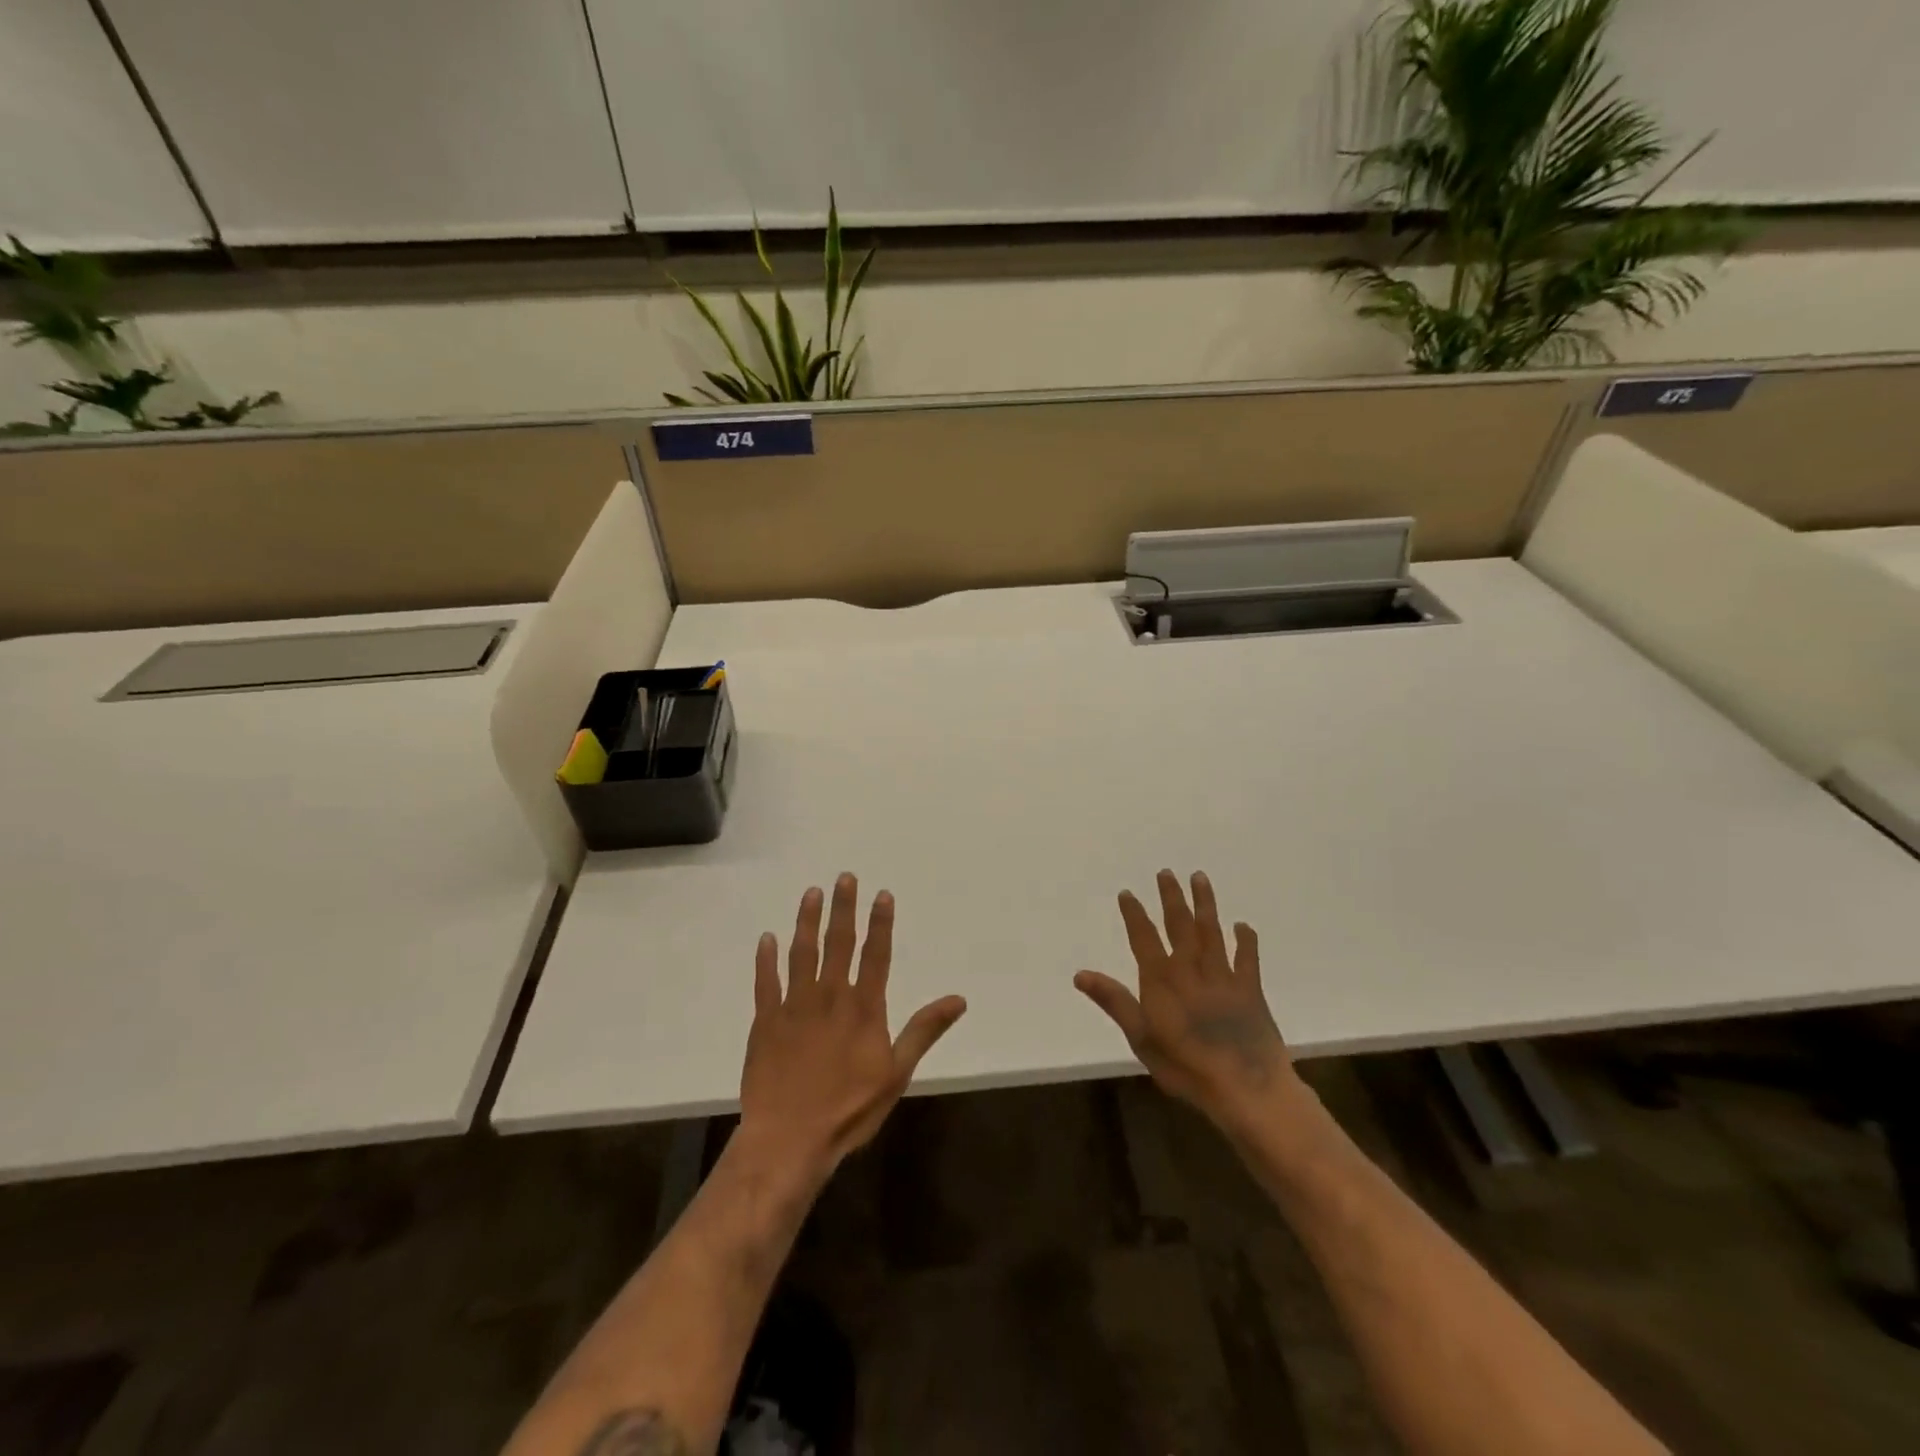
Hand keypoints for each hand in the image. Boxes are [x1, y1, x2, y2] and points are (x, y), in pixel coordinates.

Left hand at [738, 874, 966, 1187]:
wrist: (790, 1139)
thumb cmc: (849, 1109)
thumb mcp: (897, 1073)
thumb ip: (924, 1030)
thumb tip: (958, 999)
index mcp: (863, 1008)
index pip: (875, 954)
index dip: (880, 923)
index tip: (881, 894)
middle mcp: (829, 996)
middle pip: (838, 943)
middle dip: (843, 909)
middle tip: (844, 878)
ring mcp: (794, 1006)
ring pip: (801, 953)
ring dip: (806, 921)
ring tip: (811, 893)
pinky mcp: (765, 1021)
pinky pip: (765, 982)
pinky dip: (766, 959)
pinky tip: (767, 938)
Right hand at [1075, 869, 1298, 1127]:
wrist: (1246, 1087)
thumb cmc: (1186, 1067)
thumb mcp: (1140, 1038)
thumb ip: (1114, 1001)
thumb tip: (1080, 974)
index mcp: (1162, 980)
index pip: (1144, 938)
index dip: (1135, 914)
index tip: (1127, 892)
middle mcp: (1191, 969)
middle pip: (1180, 925)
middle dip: (1172, 898)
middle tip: (1167, 873)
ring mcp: (1223, 977)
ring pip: (1212, 932)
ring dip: (1205, 904)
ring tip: (1200, 878)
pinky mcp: (1251, 991)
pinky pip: (1248, 958)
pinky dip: (1245, 940)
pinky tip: (1242, 925)